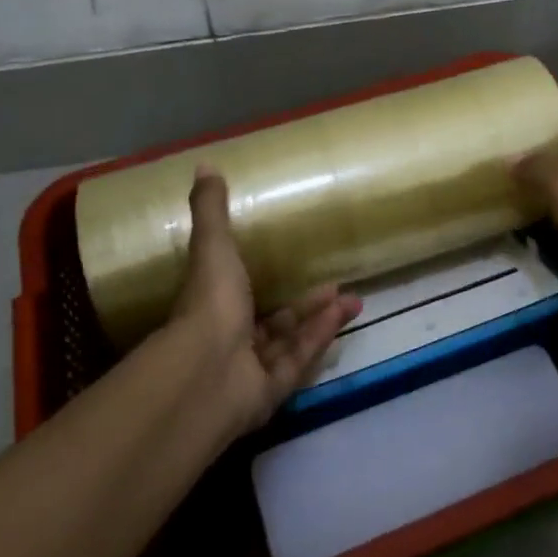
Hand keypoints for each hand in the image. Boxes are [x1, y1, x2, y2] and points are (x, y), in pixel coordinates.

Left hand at [169, 167, 360, 436]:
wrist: (207, 371)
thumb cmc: (210, 303)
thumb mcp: (213, 247)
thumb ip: (210, 210)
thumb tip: (204, 164)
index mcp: (211, 307)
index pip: (237, 291)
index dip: (263, 277)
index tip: (292, 261)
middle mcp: (228, 340)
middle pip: (272, 322)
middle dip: (304, 304)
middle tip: (334, 284)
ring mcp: (249, 370)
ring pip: (290, 343)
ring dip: (320, 320)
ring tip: (353, 300)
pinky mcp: (270, 393)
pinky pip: (299, 362)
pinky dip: (320, 339)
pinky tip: (344, 317)